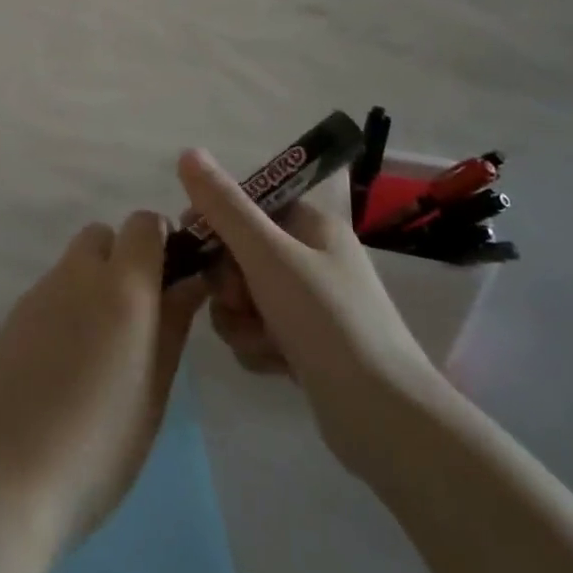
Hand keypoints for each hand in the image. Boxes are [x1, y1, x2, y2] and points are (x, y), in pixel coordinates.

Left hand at [0, 214, 206, 546]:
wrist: (0, 477)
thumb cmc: (97, 445)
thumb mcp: (153, 391)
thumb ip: (172, 326)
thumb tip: (189, 281)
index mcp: (122, 286)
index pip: (144, 224)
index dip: (161, 242)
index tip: (171, 282)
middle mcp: (77, 275)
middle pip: (103, 237)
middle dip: (123, 260)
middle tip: (135, 320)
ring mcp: (38, 294)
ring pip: (73, 266)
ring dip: (92, 287)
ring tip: (99, 355)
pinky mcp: (10, 319)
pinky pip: (49, 295)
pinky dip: (64, 311)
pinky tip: (62, 369)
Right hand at [176, 150, 441, 472]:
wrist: (384, 419)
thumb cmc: (327, 321)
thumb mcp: (268, 255)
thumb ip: (224, 206)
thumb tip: (188, 152)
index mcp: (311, 224)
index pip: (247, 205)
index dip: (215, 222)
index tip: (193, 245)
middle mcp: (311, 257)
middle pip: (239, 253)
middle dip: (229, 281)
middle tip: (241, 300)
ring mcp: (310, 304)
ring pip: (243, 296)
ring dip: (240, 319)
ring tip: (261, 340)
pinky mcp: (306, 345)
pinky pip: (258, 331)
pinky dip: (257, 346)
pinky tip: (273, 364)